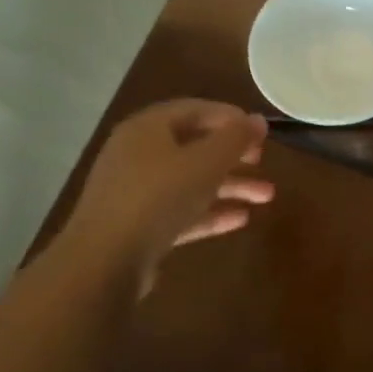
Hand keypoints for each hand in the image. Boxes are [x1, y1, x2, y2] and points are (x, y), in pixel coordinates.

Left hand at [59, 100, 273, 290]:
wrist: (106, 260)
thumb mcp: (205, 162)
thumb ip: (235, 139)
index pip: (194, 110)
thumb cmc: (158, 197)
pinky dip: (210, 212)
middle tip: (263, 163)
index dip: (229, 117)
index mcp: (148, 129)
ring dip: (229, 186)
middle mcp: (139, 154)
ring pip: (191, 182)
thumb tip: (257, 120)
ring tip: (266, 197)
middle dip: (233, 156)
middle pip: (194, 148)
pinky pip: (181, 211)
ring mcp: (137, 192)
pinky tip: (241, 219)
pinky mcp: (141, 226)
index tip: (260, 132)